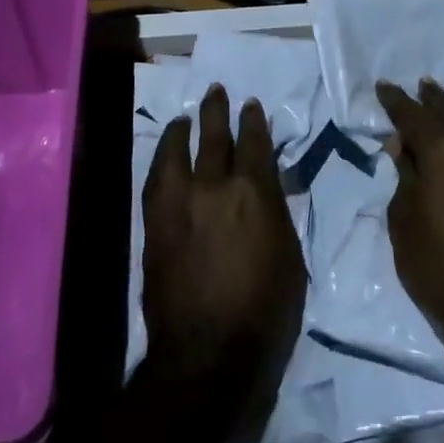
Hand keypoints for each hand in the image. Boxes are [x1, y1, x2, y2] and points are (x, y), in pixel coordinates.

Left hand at [141, 85, 307, 402]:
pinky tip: (166, 153)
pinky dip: (163, 158)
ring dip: (186, 129)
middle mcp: (215, 186)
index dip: (253, 121)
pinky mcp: (154, 221)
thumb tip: (266, 188)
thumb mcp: (289, 254)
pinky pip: (156, 177)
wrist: (208, 350)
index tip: (251, 106)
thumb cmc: (265, 309)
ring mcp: (179, 202)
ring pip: (180, 151)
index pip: (255, 144)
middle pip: (215, 137)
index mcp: (256, 193)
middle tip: (218, 92)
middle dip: (218, 112)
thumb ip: (276, 212)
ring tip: (188, 117)